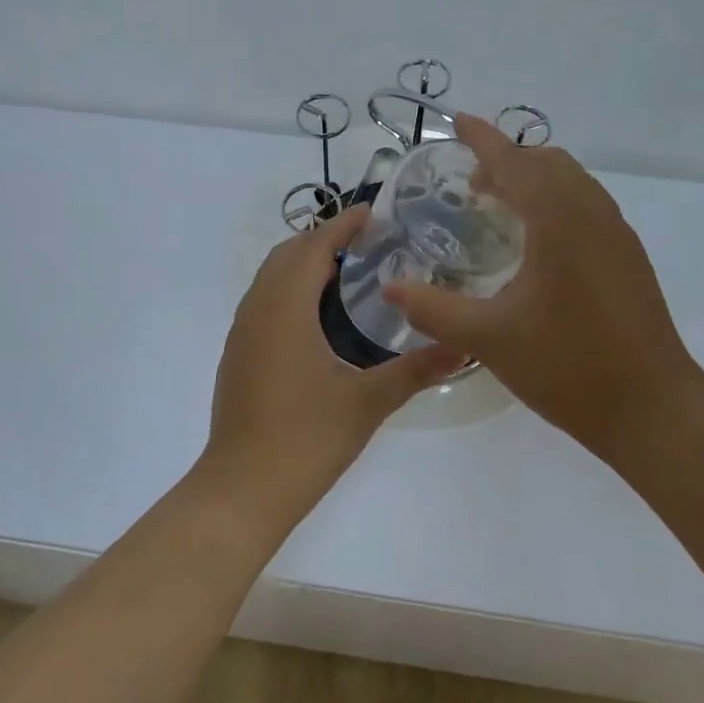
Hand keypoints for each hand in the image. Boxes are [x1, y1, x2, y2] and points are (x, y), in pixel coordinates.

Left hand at [205, 205, 464, 519]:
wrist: (242, 490)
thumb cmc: (306, 440)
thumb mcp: (368, 403)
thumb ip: (416, 370)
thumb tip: (465, 346)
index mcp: (285, 309)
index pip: (312, 247)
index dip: (342, 225)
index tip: (373, 213)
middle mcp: (257, 311)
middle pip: (286, 255)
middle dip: (323, 240)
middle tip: (368, 244)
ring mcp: (242, 334)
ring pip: (270, 278)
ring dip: (303, 265)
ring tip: (348, 274)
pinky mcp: (238, 356)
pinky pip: (263, 302)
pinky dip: (289, 291)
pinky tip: (318, 319)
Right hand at [382, 115, 701, 460]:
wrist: (651, 409)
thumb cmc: (566, 366)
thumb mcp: (487, 338)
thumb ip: (433, 308)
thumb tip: (391, 286)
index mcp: (559, 220)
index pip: (514, 162)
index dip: (483, 139)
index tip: (458, 121)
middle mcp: (593, 215)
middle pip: (548, 163)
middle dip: (508, 160)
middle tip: (471, 184)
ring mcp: (617, 236)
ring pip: (573, 183)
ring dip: (534, 181)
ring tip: (499, 208)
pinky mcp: (628, 260)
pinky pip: (587, 207)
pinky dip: (556, 202)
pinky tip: (537, 245)